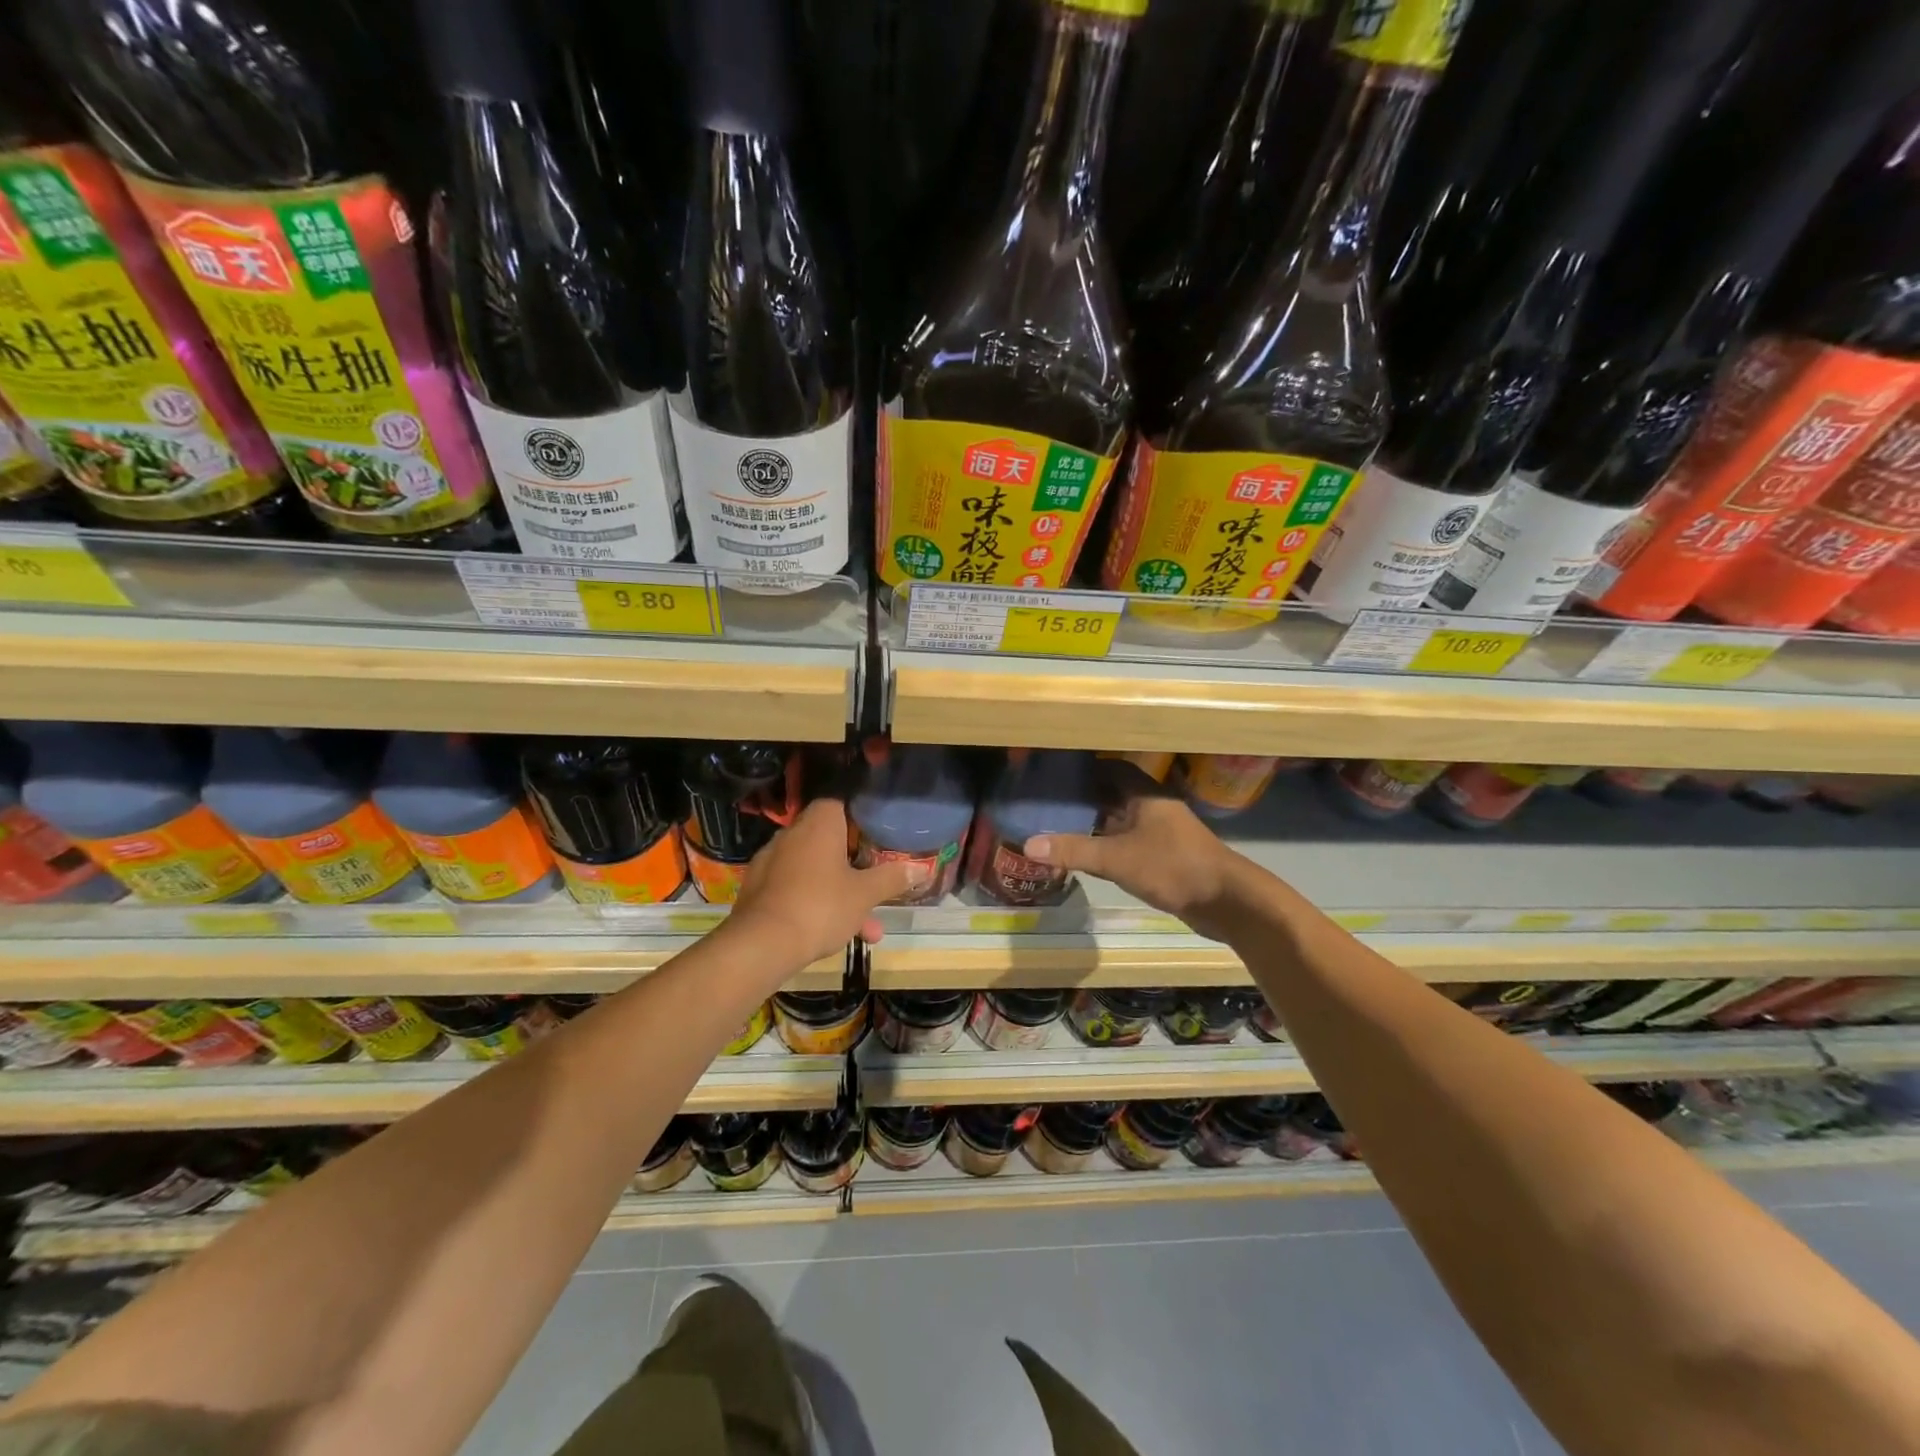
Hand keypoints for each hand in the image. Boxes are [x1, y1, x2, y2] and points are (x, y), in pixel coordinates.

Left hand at [728, 799, 926, 964]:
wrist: (762, 945)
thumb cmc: (821, 906)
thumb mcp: (865, 894)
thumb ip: (892, 878)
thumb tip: (921, 868)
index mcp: (818, 824)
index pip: (838, 803)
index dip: (859, 816)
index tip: (877, 835)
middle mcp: (791, 835)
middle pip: (829, 841)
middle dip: (856, 868)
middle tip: (876, 887)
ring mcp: (771, 862)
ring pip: (815, 871)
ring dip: (840, 894)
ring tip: (867, 930)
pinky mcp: (757, 889)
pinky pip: (795, 889)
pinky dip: (814, 904)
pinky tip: (833, 935)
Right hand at [1022, 785, 1248, 942]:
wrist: (1227, 901)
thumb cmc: (1172, 867)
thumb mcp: (1117, 858)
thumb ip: (1074, 850)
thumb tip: (1028, 845)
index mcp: (1146, 794)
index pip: (1111, 768)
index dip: (1084, 769)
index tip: (1054, 773)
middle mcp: (1154, 807)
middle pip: (1113, 794)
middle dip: (1084, 798)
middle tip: (1047, 803)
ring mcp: (1162, 832)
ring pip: (1121, 821)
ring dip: (1095, 823)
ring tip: (1058, 827)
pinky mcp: (1165, 856)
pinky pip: (1129, 842)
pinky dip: (1108, 844)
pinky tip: (1087, 855)